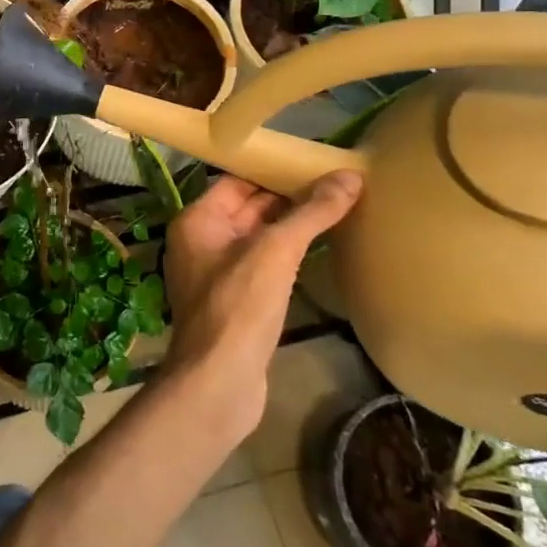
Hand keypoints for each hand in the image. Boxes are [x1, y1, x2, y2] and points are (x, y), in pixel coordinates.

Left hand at [160, 171, 362, 431]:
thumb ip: (311, 213)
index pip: (237, 181)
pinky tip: (320, 252)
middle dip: (289, 198)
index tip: (314, 163)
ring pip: (258, 239)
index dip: (274, 171)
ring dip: (291, 227)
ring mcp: (217, 274)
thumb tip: (349, 177)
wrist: (218, 382)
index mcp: (198, 220)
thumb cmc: (239, 306)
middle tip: (336, 185)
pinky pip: (263, 266)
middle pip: (249, 208)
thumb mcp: (276, 251)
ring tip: (337, 211)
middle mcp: (201, 241)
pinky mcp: (235, 303)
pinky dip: (288, 257)